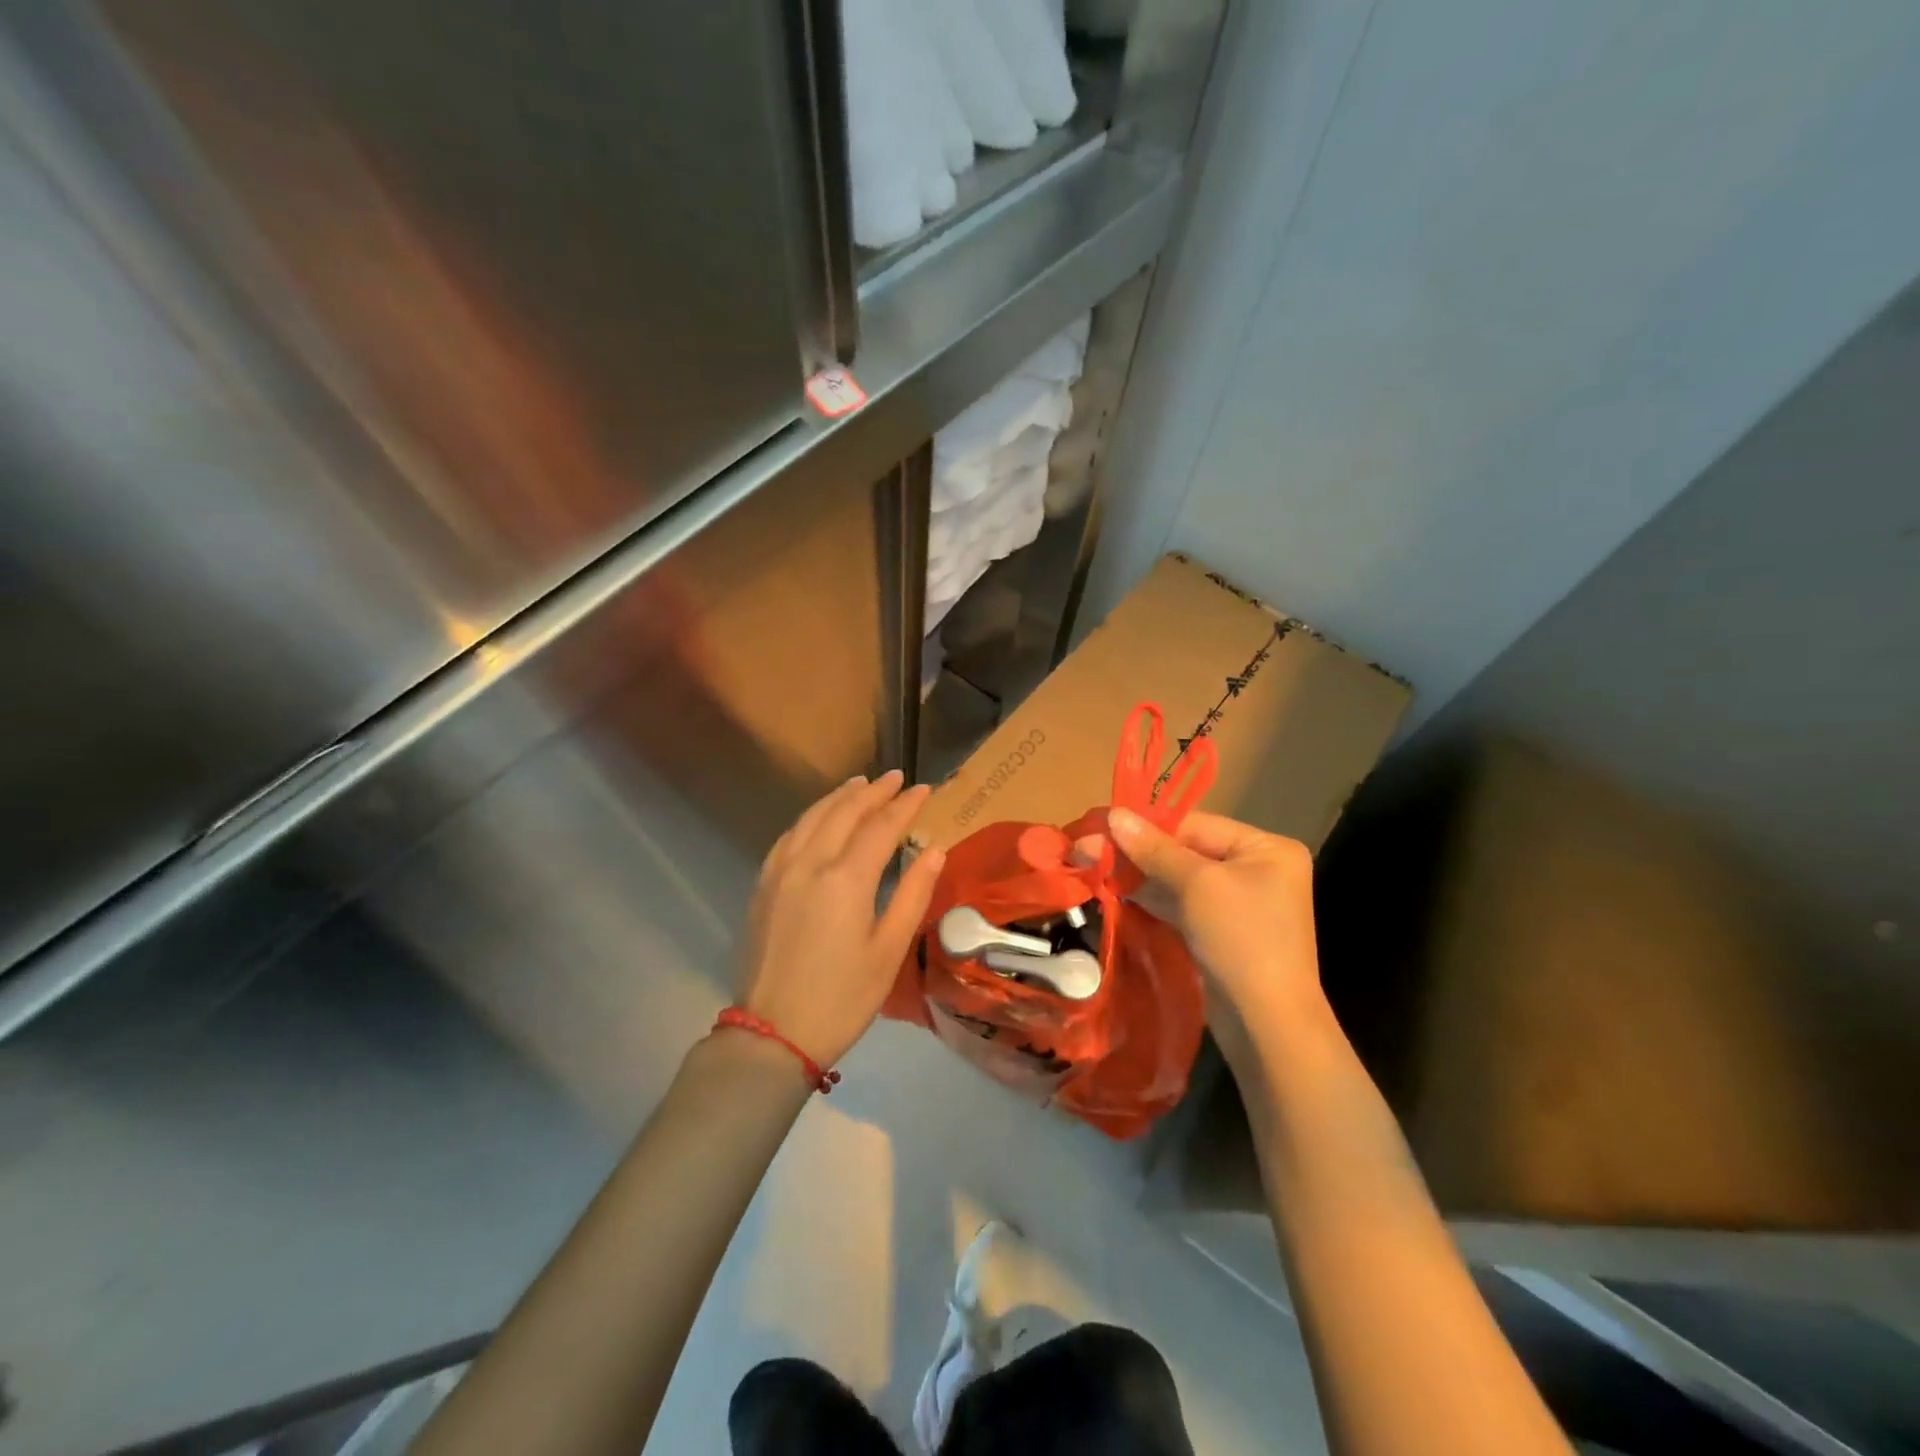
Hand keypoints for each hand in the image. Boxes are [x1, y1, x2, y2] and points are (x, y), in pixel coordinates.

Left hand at [734, 771, 945, 1069]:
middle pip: (844, 812)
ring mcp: (781, 872)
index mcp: (846, 878)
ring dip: (839, 797)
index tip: (924, 789)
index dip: (905, 805)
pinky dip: (810, 817)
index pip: (881, 826)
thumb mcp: (889, 950)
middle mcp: (810, 863)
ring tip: (859, 784)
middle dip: (872, 791)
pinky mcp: (763, 886)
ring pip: (812, 817)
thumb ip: (913, 894)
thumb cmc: (843, 996)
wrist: (774, 1033)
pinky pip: (789, 835)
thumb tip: (935, 849)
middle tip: (895, 778)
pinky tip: (819, 818)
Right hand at [1107, 808, 1324, 1053]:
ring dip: (1138, 874)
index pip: (1196, 824)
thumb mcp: (1197, 885)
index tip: (1102, 822)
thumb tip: (1115, 814)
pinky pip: (1182, 905)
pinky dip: (1151, 898)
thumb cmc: (1241, 939)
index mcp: (1265, 848)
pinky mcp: (1220, 932)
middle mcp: (1256, 870)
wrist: (1266, 1025)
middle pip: (1186, 850)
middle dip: (1137, 851)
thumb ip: (1154, 849)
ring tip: (1091, 864)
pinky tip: (1114, 889)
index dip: (1147, 824)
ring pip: (1179, 879)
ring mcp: (1239, 903)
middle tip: (1087, 846)